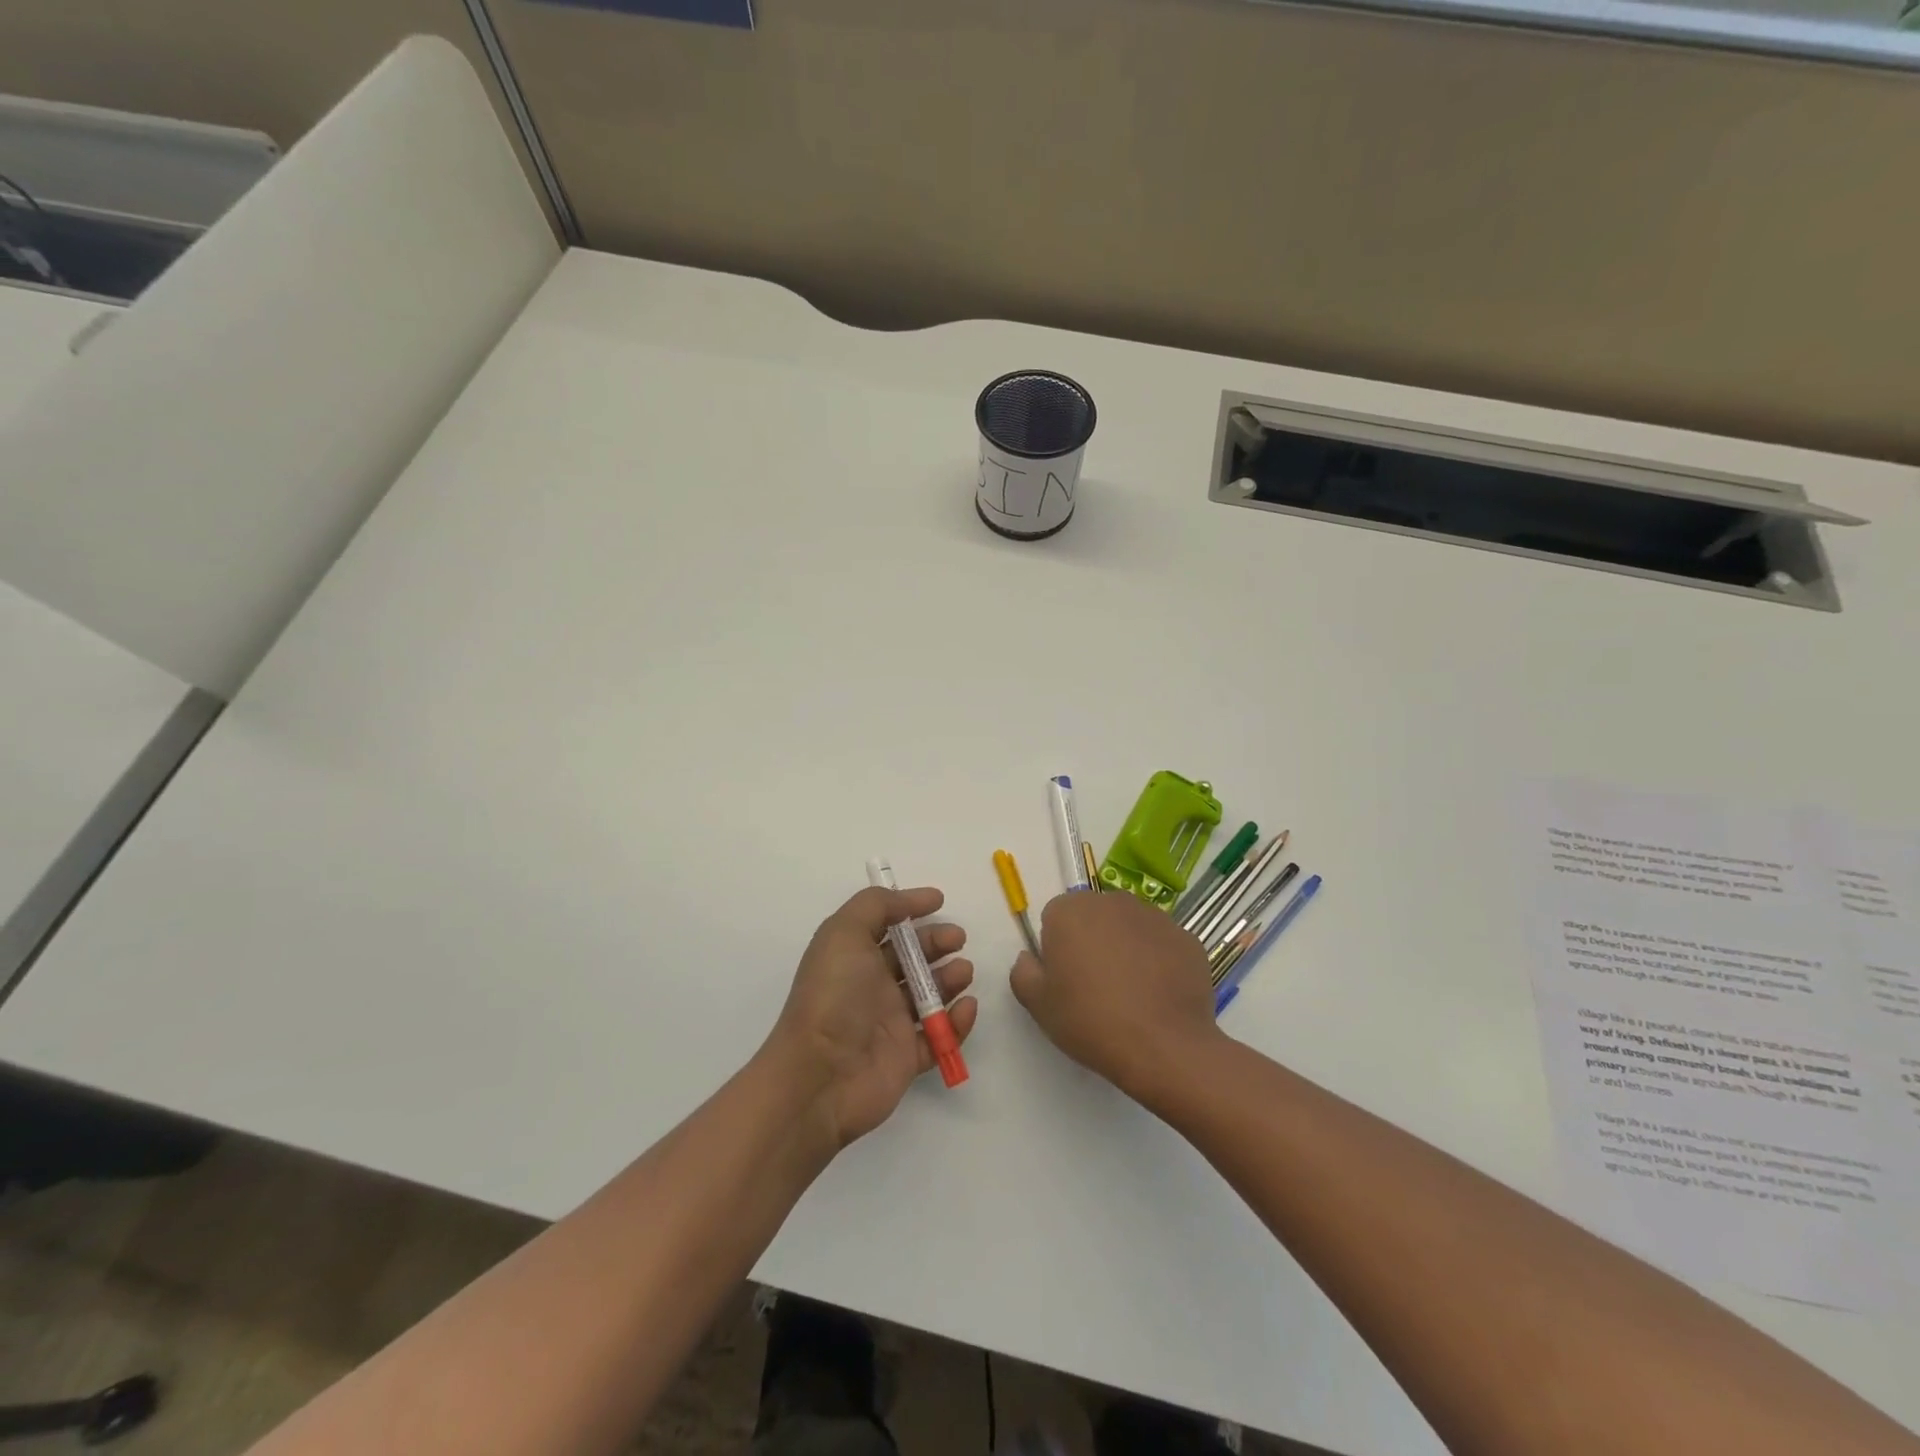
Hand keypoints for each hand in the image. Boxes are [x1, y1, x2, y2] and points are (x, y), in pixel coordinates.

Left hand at [767, 886, 977, 1149]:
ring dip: (950, 979)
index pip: (885, 926)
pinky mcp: (906, 1058)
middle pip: (912, 958)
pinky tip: (965, 1007)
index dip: (910, 909)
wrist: (821, 1075)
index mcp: (853, 955)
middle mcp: (870, 986)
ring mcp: (889, 1023)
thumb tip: (909, 900)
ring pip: (929, 995)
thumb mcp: (844, 932)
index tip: (939, 901)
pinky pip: (939, 1037)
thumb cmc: (834, 996)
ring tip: (963, 972)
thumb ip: (875, 905)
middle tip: (958, 939)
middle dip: (937, 943)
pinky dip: (957, 1022)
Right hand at [1011, 891, 1222, 1100]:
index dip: (1057, 949)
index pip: (1055, 918)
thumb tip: (1030, 958)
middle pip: (1094, 917)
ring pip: (1129, 928)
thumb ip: (1023, 972)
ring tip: (1130, 994)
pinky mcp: (1186, 937)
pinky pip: (1161, 945)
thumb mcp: (1038, 1005)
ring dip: (1125, 949)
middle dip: (1092, 942)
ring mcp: (1154, 916)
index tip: (1065, 980)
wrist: (1164, 1046)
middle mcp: (1112, 901)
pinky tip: (1158, 996)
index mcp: (1070, 910)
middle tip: (1095, 987)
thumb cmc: (1091, 1021)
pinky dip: (1158, 962)